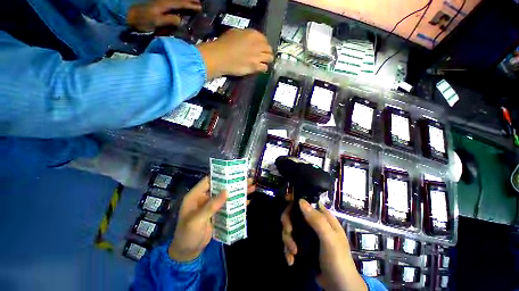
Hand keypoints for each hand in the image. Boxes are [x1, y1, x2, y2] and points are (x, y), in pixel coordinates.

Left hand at [127, 0, 201, 31]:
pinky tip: (179, 4)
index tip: (200, 7)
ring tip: (191, 1)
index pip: (181, 4)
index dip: (191, 5)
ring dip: (184, 0)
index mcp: (165, 4)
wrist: (127, 14)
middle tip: (199, 2)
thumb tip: (181, 21)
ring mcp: (160, 1)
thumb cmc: (141, 19)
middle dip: (189, 0)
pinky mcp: (157, 4)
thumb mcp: (156, 21)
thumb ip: (168, 20)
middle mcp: (164, 1)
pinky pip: (171, 2)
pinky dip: (177, 2)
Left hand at [169, 177, 255, 261]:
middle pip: (221, 187)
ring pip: (227, 196)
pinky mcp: (218, 213)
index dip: (221, 175)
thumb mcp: (197, 220)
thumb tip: (227, 191)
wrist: (187, 253)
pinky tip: (247, 201)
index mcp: (196, 196)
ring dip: (238, 192)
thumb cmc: (187, 235)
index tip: (234, 172)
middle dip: (234, 184)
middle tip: (248, 180)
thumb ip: (211, 205)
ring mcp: (212, 206)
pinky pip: (228, 205)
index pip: (209, 180)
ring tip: (252, 188)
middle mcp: (205, 198)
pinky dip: (237, 203)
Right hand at [197, 29, 273, 79]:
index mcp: (253, 34)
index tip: (261, 47)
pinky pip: (264, 68)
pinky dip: (263, 68)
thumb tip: (249, 40)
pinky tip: (260, 68)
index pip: (264, 39)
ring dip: (267, 60)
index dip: (263, 44)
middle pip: (269, 49)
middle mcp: (258, 45)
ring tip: (263, 62)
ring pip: (270, 58)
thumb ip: (245, 35)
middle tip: (263, 55)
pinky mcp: (255, 67)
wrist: (220, 57)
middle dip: (267, 52)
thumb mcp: (235, 33)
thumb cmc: (224, 44)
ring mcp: (257, 56)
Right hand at [281, 200, 366, 290]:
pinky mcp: (303, 246)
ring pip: (290, 228)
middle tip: (288, 232)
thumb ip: (317, 220)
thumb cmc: (338, 260)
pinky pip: (290, 241)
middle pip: (294, 214)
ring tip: (292, 253)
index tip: (286, 204)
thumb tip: (301, 200)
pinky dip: (288, 250)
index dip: (295, 202)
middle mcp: (314, 223)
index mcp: (323, 217)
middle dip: (288, 224)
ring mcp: (308, 235)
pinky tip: (291, 260)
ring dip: (287, 240)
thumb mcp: (330, 240)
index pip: (307, 202)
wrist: (339, 287)